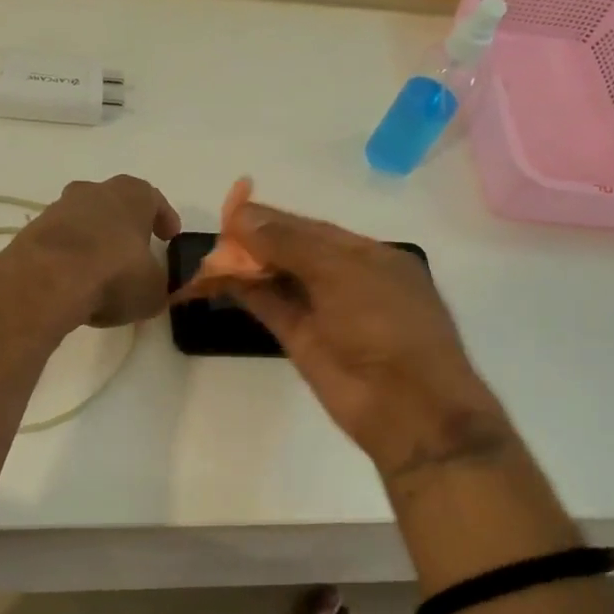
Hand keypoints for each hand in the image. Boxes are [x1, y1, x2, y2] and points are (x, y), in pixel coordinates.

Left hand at [0, 175, 181, 330]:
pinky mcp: (32, 232)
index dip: (163, 219)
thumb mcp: (153, 290)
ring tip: (101, 272)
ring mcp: (58, 209)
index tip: (169, 237)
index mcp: (131, 194)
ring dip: (94, 241)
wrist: (44, 282)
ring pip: (84, 221)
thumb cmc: (112, 274)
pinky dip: (69, 257)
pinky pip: (60, 242)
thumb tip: (155, 289)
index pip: (153, 199)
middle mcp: (93, 192)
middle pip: (114, 204)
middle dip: (125, 226)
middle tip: (134, 251)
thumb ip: (159, 286)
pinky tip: (74, 282)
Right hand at [226, 201, 512, 479]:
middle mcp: (345, 279)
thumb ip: (289, 244)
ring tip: (207, 257)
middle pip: (292, 251)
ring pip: (278, 279)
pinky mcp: (303, 340)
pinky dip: (246, 292)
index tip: (233, 207)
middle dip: (255, 241)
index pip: (312, 228)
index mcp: (368, 255)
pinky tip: (218, 279)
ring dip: (246, 266)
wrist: (406, 405)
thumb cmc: (386, 324)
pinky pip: (271, 307)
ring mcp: (323, 311)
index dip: (273, 218)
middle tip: (216, 231)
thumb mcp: (342, 272)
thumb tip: (243, 216)